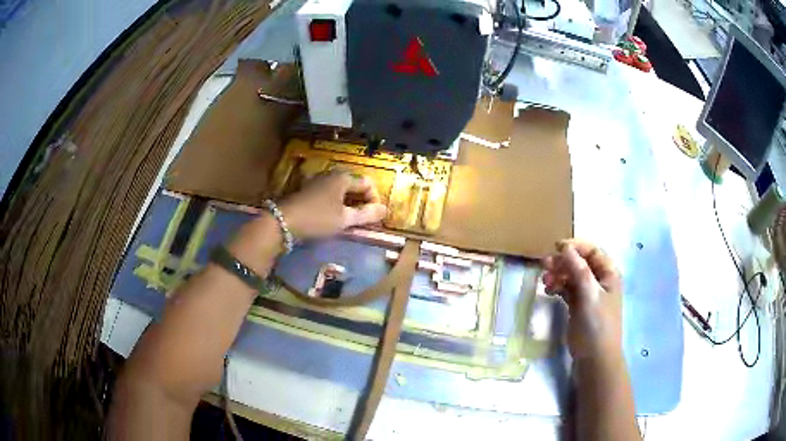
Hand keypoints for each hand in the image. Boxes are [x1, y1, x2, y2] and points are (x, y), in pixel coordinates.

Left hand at [279, 170, 387, 239]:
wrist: (283, 221)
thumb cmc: (317, 218)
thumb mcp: (344, 219)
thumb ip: (366, 214)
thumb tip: (385, 210)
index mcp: (343, 177)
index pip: (368, 184)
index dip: (374, 200)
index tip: (374, 217)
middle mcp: (331, 174)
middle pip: (354, 184)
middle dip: (362, 201)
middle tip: (364, 219)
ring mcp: (318, 180)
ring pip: (341, 189)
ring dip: (349, 203)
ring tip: (350, 220)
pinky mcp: (308, 189)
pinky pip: (329, 193)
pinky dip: (336, 203)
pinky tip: (333, 216)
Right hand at [543, 239, 622, 359]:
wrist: (595, 358)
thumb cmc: (597, 324)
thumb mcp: (590, 295)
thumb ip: (579, 270)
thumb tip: (566, 248)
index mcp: (608, 274)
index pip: (592, 251)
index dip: (576, 246)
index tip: (556, 248)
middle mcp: (599, 280)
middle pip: (580, 262)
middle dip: (563, 261)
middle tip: (545, 265)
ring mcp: (588, 294)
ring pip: (571, 276)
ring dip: (558, 275)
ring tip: (545, 281)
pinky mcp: (578, 305)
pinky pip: (566, 289)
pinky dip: (557, 287)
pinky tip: (548, 291)